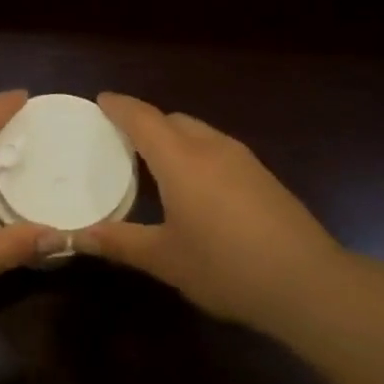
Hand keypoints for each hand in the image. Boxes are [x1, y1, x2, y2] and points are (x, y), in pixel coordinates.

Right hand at [72, 93, 349, 326]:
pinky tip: (196, 186)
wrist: (307, 283)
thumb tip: (75, 237)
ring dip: (174, 137)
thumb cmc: (225, 267)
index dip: (120, 107)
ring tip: (155, 162)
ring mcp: (243, 160)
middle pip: (173, 120)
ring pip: (200, 132)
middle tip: (121, 139)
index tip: (101, 100)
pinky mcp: (264, 177)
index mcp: (181, 160)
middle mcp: (212, 148)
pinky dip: (196, 153)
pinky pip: (219, 149)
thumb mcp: (164, 259)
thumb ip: (119, 242)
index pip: (143, 118)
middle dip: (146, 122)